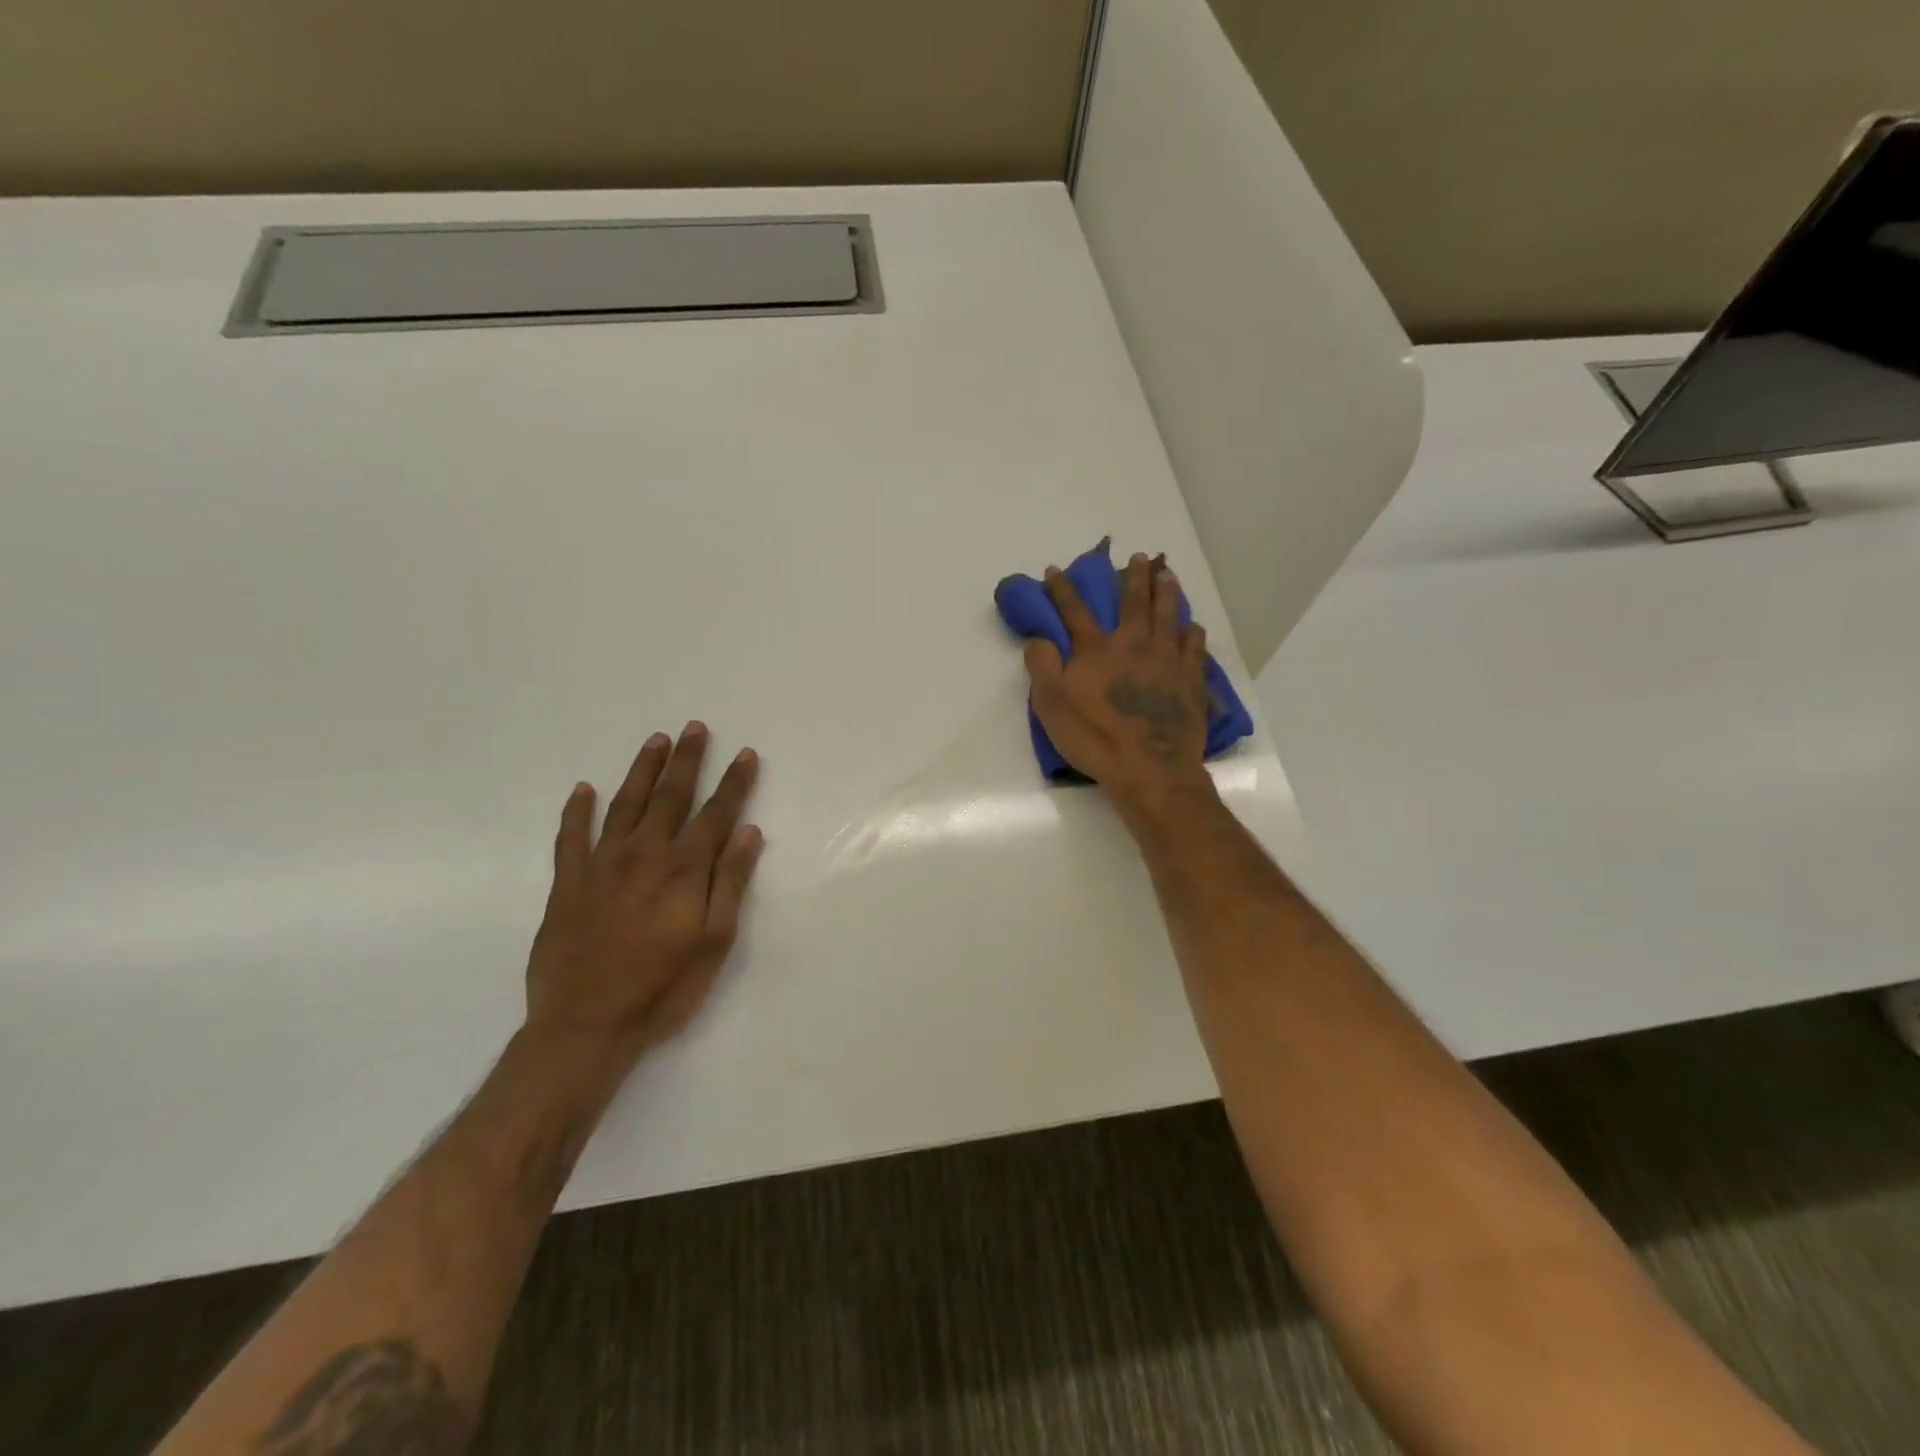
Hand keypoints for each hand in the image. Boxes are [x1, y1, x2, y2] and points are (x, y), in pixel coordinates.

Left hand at [523, 723, 764, 1076]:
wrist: (585, 1027)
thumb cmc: (663, 988)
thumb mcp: (714, 942)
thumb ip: (730, 883)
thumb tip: (748, 832)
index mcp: (683, 871)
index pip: (716, 814)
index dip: (734, 783)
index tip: (746, 754)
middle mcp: (643, 856)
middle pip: (670, 797)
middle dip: (687, 761)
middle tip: (695, 728)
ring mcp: (600, 866)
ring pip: (624, 805)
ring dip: (642, 771)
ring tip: (655, 741)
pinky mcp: (567, 884)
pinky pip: (571, 838)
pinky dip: (576, 812)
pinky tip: (582, 789)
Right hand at [1023, 552, 1213, 814]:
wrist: (1148, 768)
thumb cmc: (1094, 738)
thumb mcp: (1051, 706)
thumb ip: (1041, 667)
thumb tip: (1038, 637)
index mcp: (1095, 650)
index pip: (1074, 611)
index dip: (1062, 589)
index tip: (1055, 569)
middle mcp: (1133, 644)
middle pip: (1132, 601)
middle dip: (1132, 576)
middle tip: (1138, 557)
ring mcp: (1166, 659)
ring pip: (1168, 614)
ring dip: (1166, 591)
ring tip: (1167, 574)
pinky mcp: (1190, 678)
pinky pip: (1194, 646)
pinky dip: (1192, 631)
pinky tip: (1192, 625)